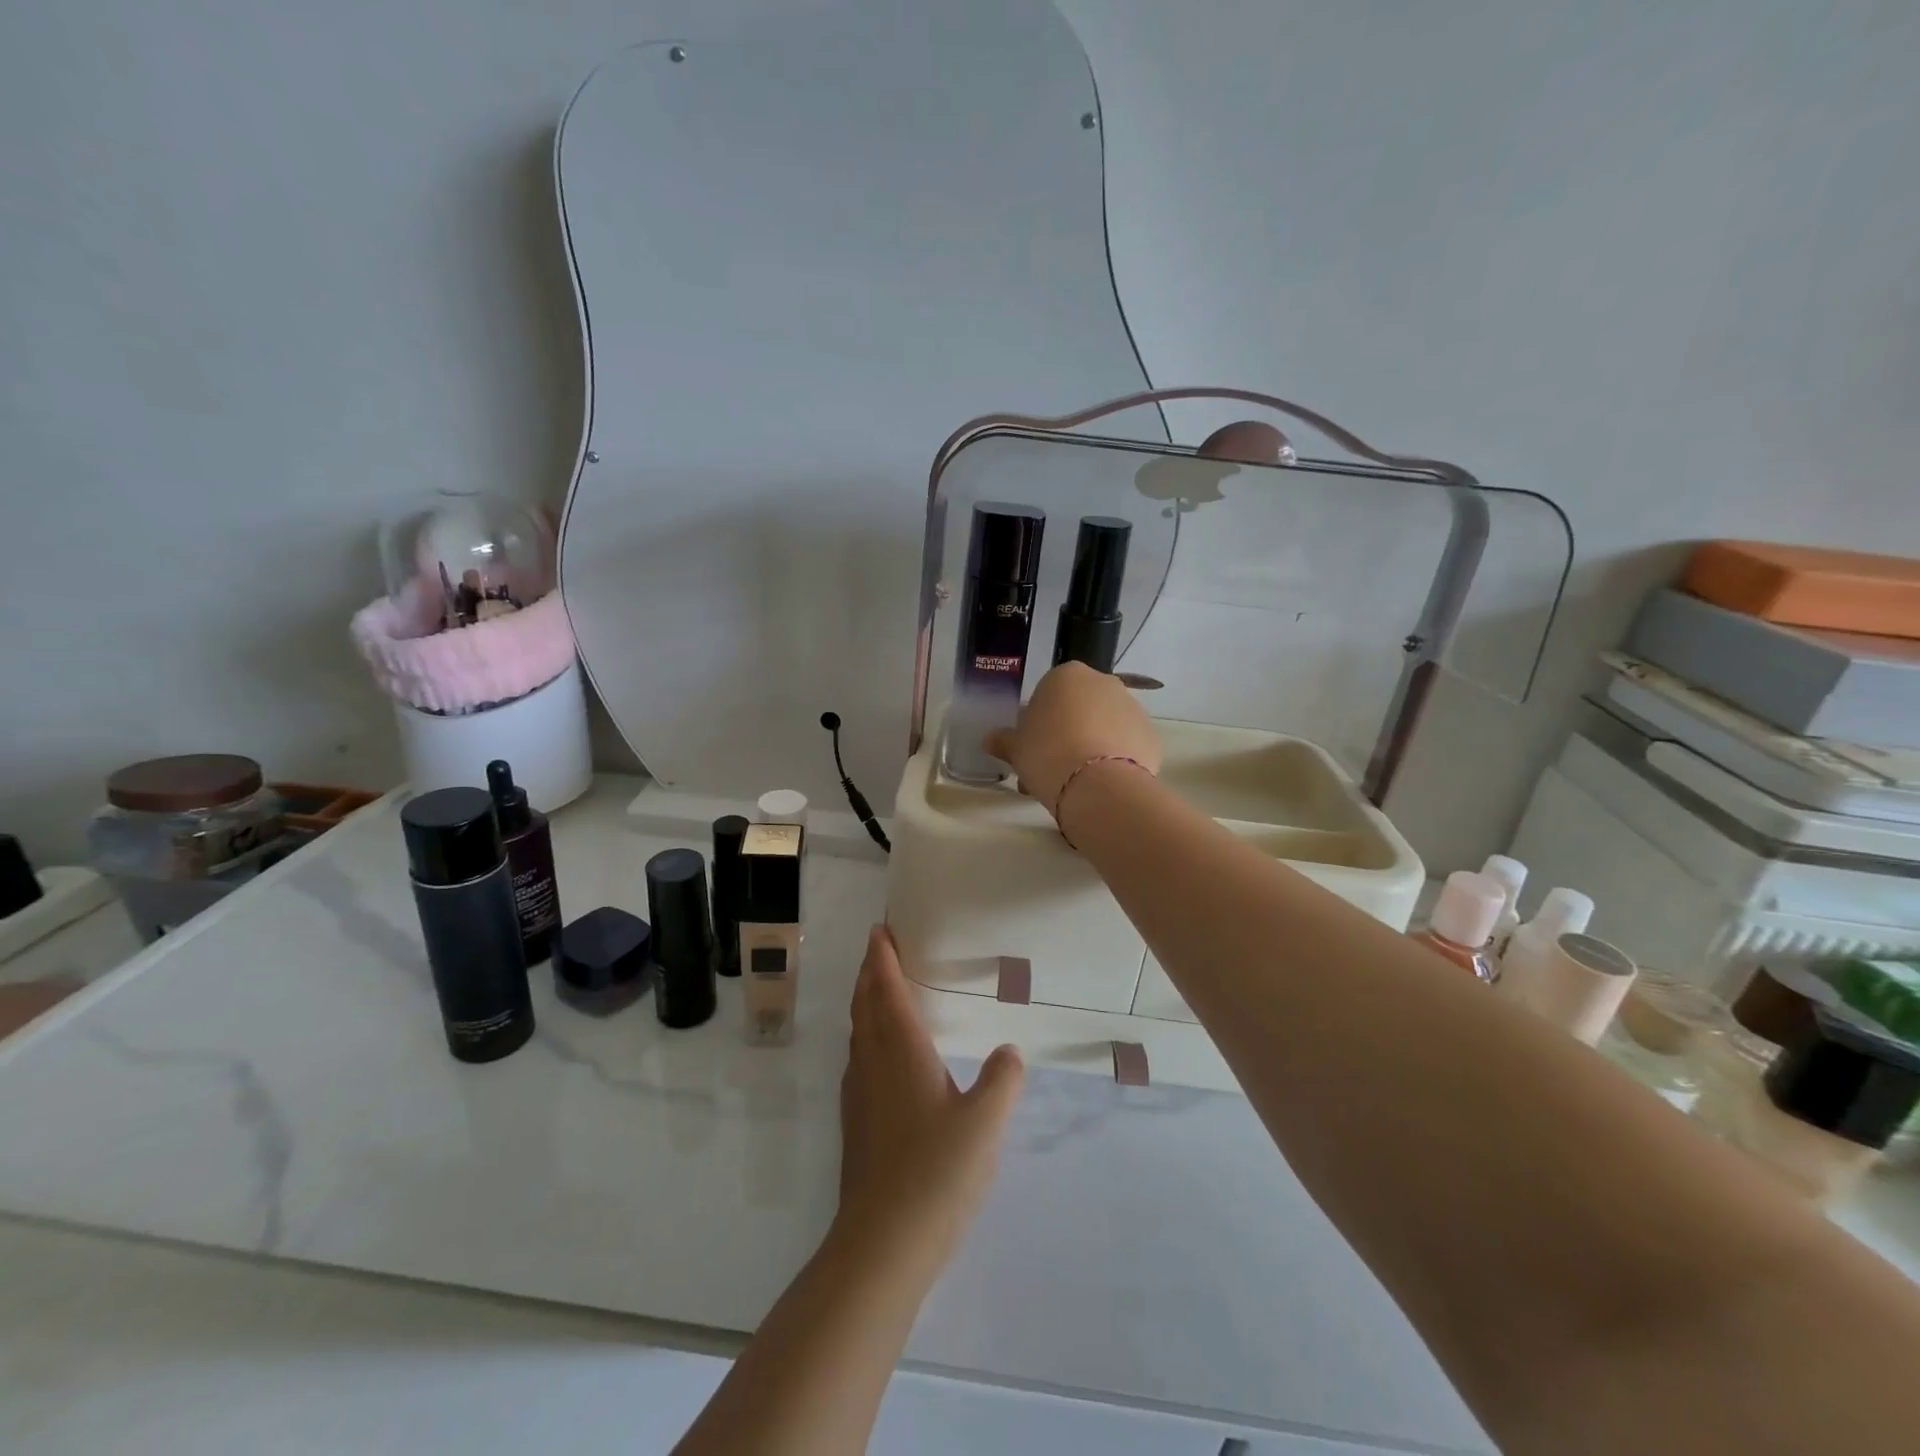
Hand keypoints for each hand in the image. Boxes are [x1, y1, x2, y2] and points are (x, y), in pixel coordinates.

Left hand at [838, 927, 1023, 1268]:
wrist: (883, 1242)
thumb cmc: (937, 1171)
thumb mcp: (985, 1123)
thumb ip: (1002, 1081)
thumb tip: (1009, 1052)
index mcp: (900, 1051)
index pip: (886, 990)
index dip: (883, 958)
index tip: (880, 931)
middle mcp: (872, 1063)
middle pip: (865, 1005)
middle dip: (870, 973)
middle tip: (880, 950)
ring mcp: (858, 1095)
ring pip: (858, 1032)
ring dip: (865, 1003)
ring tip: (881, 991)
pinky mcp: (855, 1123)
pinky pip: (858, 1059)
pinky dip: (866, 1036)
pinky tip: (882, 1056)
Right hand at [983, 661, 1161, 816]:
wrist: (1096, 785)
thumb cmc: (1046, 754)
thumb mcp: (1016, 749)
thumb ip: (1004, 740)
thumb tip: (991, 740)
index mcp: (1067, 675)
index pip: (1049, 693)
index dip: (1040, 721)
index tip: (1034, 747)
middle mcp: (1104, 682)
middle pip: (1081, 707)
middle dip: (1067, 732)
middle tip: (1051, 766)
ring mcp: (1132, 707)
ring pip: (1105, 726)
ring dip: (1091, 746)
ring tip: (1075, 783)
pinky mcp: (1151, 736)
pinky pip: (1126, 746)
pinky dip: (1115, 761)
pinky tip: (1100, 784)